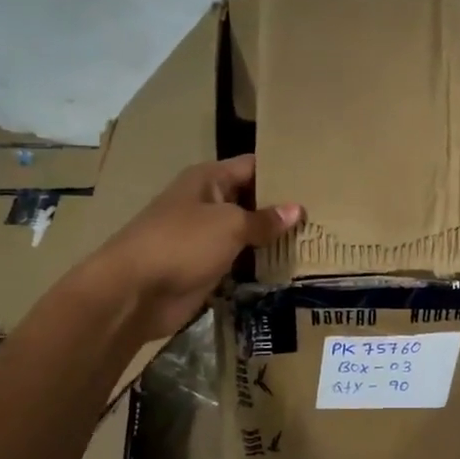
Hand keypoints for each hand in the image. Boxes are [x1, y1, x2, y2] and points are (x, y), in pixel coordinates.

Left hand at [89, 155, 301, 340]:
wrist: (133, 292)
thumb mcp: (229, 225)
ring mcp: (205, 237)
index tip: (317, 178)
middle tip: (325, 214)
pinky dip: (259, 265)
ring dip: (272, 239)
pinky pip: (238, 261)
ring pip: (246, 233)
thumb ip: (264, 219)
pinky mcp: (205, 268)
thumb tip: (296, 209)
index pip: (252, 166)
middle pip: (252, 200)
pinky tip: (290, 267)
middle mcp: (207, 203)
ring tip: (317, 240)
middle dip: (282, 208)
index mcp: (208, 180)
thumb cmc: (181, 243)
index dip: (282, 170)